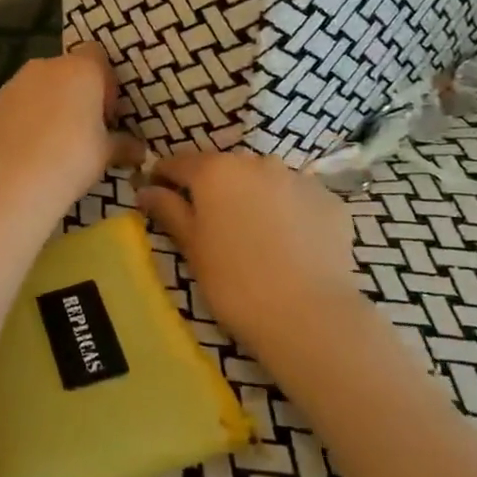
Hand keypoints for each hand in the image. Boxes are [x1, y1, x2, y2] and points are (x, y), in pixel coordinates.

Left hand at [0, 43, 141, 217]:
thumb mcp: (106, 154)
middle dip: (77, 93)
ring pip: (40, 86)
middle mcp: (47, 67)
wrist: (13, 181)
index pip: (97, 55)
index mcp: (81, 70)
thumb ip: (124, 145)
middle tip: (84, 128)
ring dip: (49, 104)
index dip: (105, 80)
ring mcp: (15, 83)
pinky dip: (25, 118)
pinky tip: (29, 149)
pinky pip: (18, 104)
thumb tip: (140, 150)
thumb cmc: (72, 158)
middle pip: (67, 70)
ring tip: (54, 141)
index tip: (107, 113)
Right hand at [137, 151, 356, 351]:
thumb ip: (169, 210)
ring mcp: (298, 178)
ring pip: (265, 181)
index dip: (164, 176)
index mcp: (216, 170)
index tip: (158, 194)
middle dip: (214, 188)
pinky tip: (290, 245)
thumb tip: (147, 189)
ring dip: (254, 197)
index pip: (179, 162)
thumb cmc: (234, 282)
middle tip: (211, 224)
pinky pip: (298, 199)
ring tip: (255, 236)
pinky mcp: (329, 200)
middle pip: (226, 168)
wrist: (308, 314)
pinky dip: (290, 213)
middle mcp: (257, 162)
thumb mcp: (192, 247)